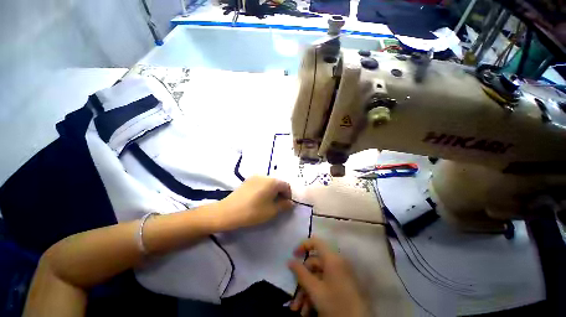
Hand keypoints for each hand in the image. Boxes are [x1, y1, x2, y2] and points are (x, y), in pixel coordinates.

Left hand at [217, 176, 293, 229]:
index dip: (288, 195)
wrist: (228, 211)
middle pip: (277, 183)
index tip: (285, 205)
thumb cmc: (253, 211)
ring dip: (272, 191)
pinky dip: (264, 189)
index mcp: (273, 182)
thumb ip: (284, 205)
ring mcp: (255, 177)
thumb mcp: (272, 211)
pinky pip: (260, 183)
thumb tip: (291, 203)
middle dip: (280, 193)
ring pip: (269, 183)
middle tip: (277, 205)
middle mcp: (265, 176)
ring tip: (267, 202)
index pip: (286, 186)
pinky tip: (258, 199)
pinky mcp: (247, 181)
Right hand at [288, 237, 367, 316]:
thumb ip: (301, 273)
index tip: (293, 255)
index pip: (316, 242)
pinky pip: (324, 284)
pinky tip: (308, 311)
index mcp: (332, 259)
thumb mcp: (315, 290)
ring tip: (299, 309)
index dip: (303, 245)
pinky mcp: (341, 285)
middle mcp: (336, 263)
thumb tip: (290, 261)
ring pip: (317, 277)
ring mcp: (339, 274)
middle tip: (294, 298)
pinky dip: (315, 295)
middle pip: (314, 265)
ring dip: (306, 292)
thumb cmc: (336, 303)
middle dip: (302, 281)